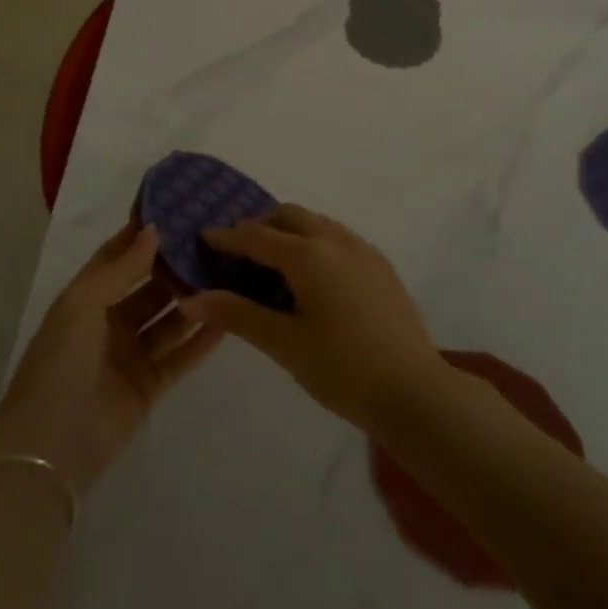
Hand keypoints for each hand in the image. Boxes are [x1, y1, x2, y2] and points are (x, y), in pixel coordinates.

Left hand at [0, 220, 220, 492]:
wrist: (51, 447)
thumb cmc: (60, 363)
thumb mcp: (82, 305)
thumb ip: (121, 269)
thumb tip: (154, 229)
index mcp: (85, 299)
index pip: (117, 257)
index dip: (142, 235)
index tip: (175, 210)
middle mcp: (108, 323)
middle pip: (147, 287)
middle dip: (174, 267)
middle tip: (212, 243)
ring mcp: (129, 355)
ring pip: (167, 320)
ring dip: (190, 300)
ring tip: (226, 275)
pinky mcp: (149, 387)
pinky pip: (179, 357)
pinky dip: (200, 340)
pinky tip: (226, 319)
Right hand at [178, 205, 444, 433]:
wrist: (416, 392)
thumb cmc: (342, 369)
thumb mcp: (284, 344)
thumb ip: (237, 315)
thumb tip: (191, 298)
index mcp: (308, 255)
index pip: (256, 236)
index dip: (227, 236)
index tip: (203, 237)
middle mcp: (335, 240)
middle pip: (288, 216)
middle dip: (259, 225)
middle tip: (238, 250)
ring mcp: (363, 250)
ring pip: (317, 223)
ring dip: (289, 230)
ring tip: (273, 261)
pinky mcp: (381, 266)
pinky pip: (338, 237)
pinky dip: (314, 241)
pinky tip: (312, 276)